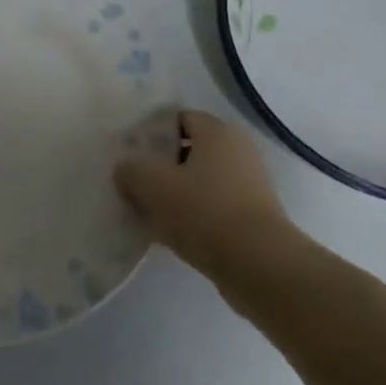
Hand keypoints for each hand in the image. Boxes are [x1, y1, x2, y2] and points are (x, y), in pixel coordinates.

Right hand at [113, 110, 310, 289]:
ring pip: (198, 183)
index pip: (178, 118)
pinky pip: (211, 210)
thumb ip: (130, 169)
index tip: (130, 151)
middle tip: (133, 182)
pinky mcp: (252, 220)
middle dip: (160, 166)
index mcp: (217, 132)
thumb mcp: (151, 184)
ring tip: (146, 212)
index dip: (151, 132)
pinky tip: (168, 235)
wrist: (259, 266)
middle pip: (188, 152)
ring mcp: (249, 187)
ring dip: (174, 195)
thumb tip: (126, 169)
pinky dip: (191, 218)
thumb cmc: (204, 211)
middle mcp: (238, 152)